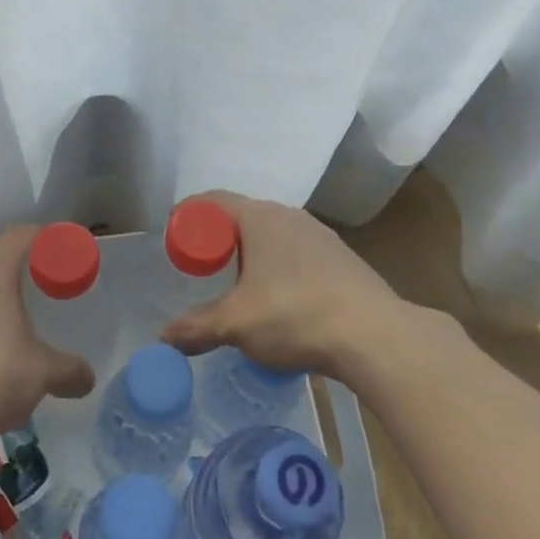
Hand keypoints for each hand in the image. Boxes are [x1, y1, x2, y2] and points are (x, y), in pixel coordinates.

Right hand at [159, 191, 403, 379]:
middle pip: (242, 216)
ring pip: (272, 234)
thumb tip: (164, 337)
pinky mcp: (341, 257)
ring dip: (250, 253)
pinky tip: (280, 298)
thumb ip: (197, 327)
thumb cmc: (295, 315)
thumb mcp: (236, 324)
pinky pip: (296, 252)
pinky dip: (277, 266)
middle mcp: (289, 215)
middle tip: (202, 266)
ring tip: (238, 285)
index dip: (189, 216)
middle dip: (218, 237)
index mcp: (260, 217)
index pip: (213, 201)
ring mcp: (320, 235)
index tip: (174, 239)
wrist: (376, 336)